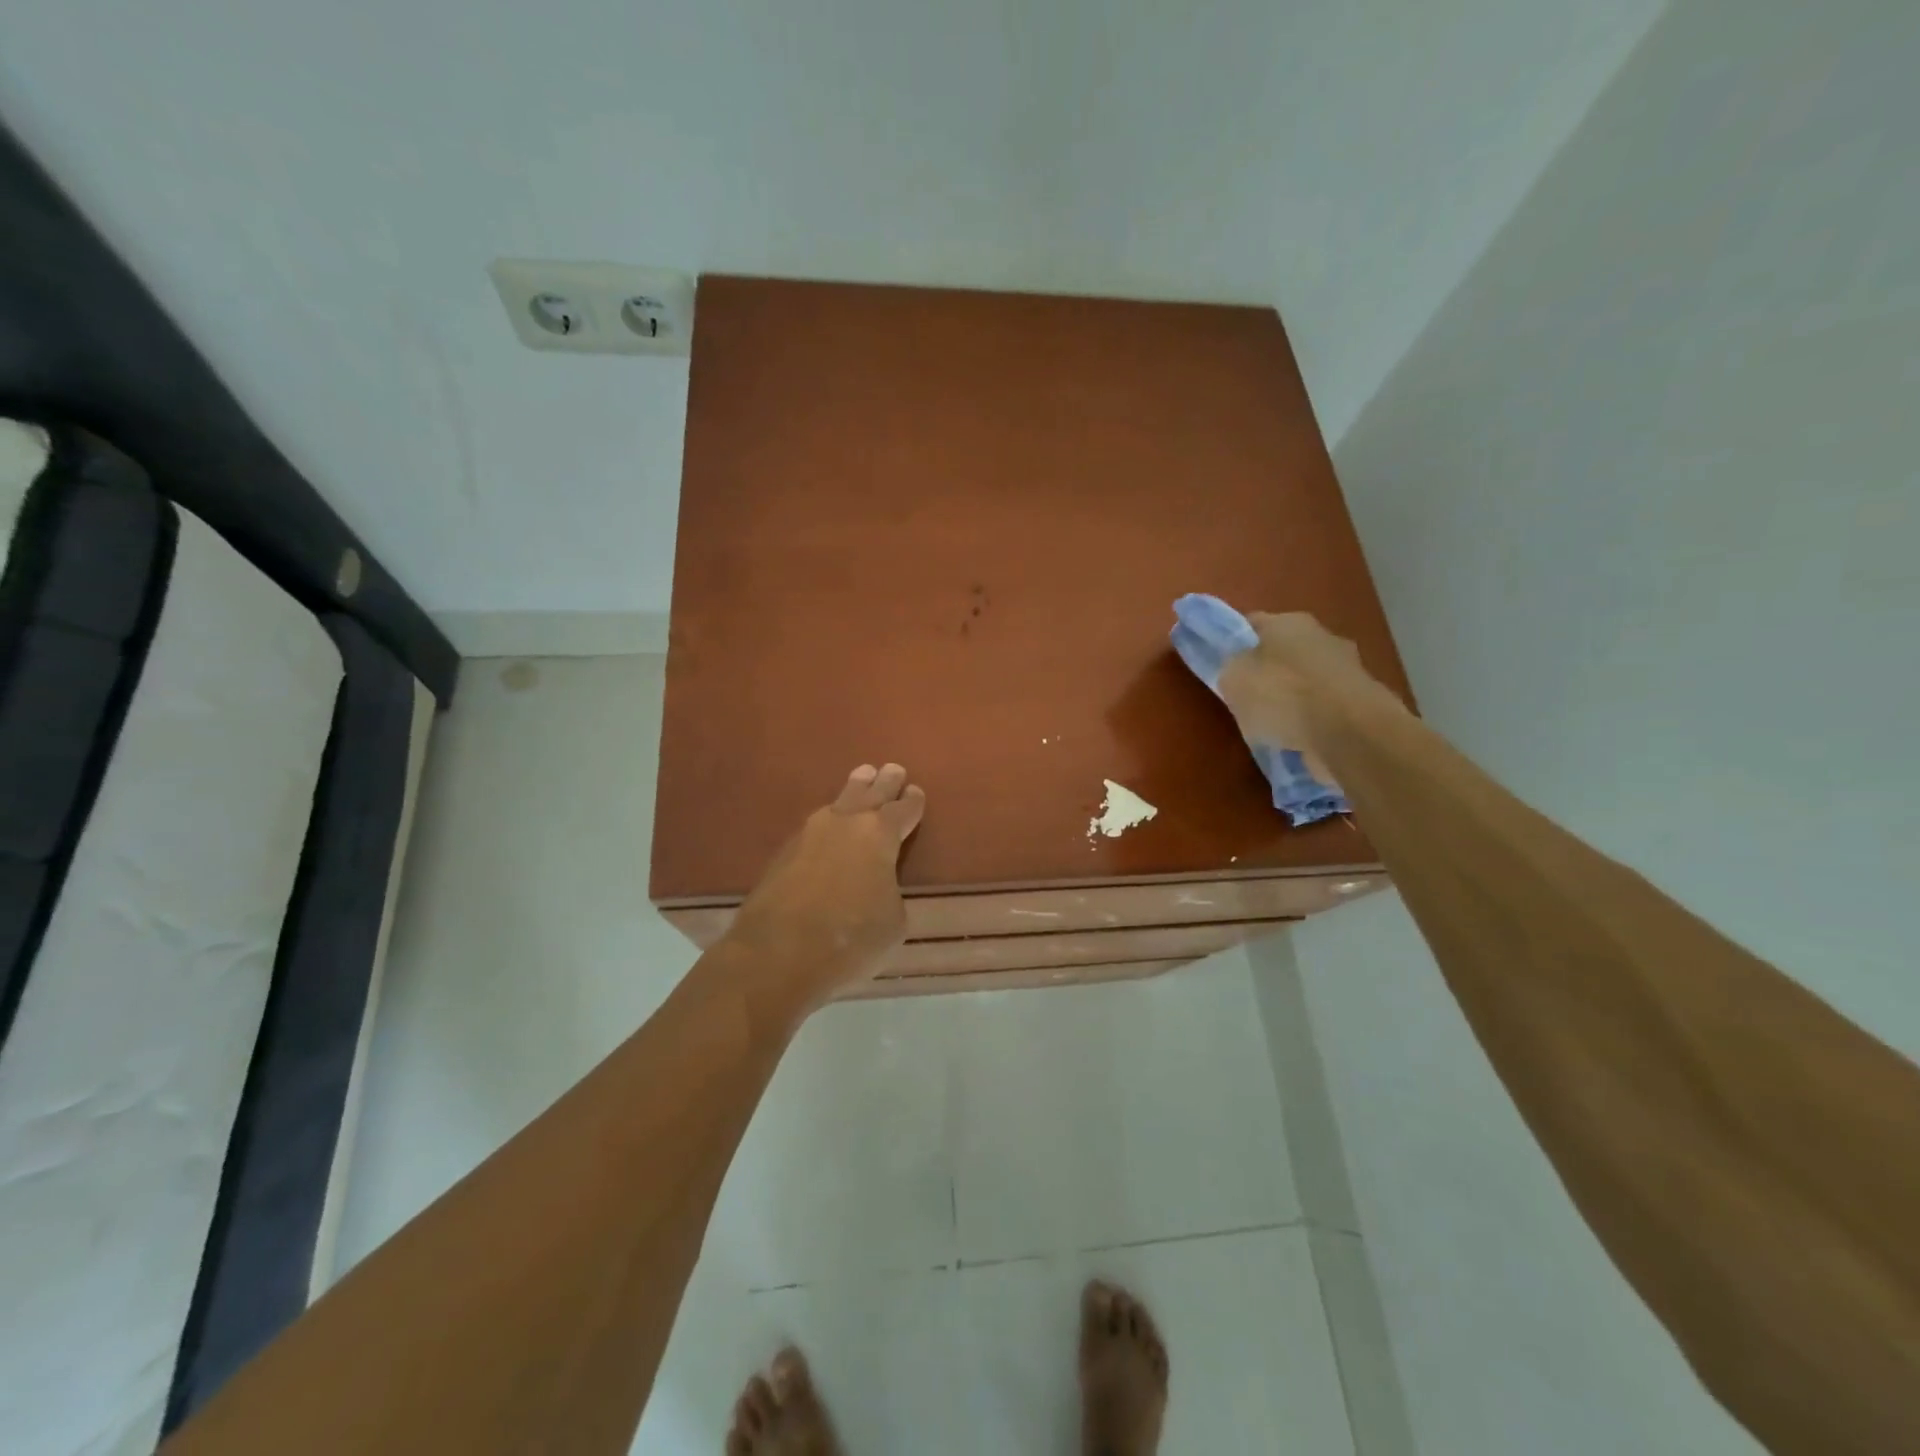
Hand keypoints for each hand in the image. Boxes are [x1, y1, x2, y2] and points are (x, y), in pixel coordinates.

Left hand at [725, 763, 926, 1000]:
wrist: (776, 955)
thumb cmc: (849, 940)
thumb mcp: (893, 923)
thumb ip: (890, 892)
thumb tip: (878, 886)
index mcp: (880, 834)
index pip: (903, 810)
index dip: (913, 802)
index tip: (916, 792)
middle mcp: (845, 823)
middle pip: (870, 793)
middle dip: (885, 782)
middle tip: (893, 769)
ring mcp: (809, 834)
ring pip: (838, 801)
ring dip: (854, 790)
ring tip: (861, 778)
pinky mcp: (783, 852)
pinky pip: (815, 826)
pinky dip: (829, 821)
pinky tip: (829, 826)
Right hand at [1216, 612, 1405, 782]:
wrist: (1349, 732)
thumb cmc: (1282, 695)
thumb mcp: (1233, 679)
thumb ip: (1232, 668)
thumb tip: (1240, 671)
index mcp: (1288, 621)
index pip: (1252, 624)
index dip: (1235, 643)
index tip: (1222, 665)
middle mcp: (1322, 637)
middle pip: (1283, 653)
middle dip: (1267, 673)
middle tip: (1247, 699)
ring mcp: (1347, 670)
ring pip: (1306, 682)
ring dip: (1292, 700)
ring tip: (1273, 727)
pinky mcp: (1363, 704)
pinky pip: (1324, 710)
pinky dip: (1312, 722)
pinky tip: (1298, 741)